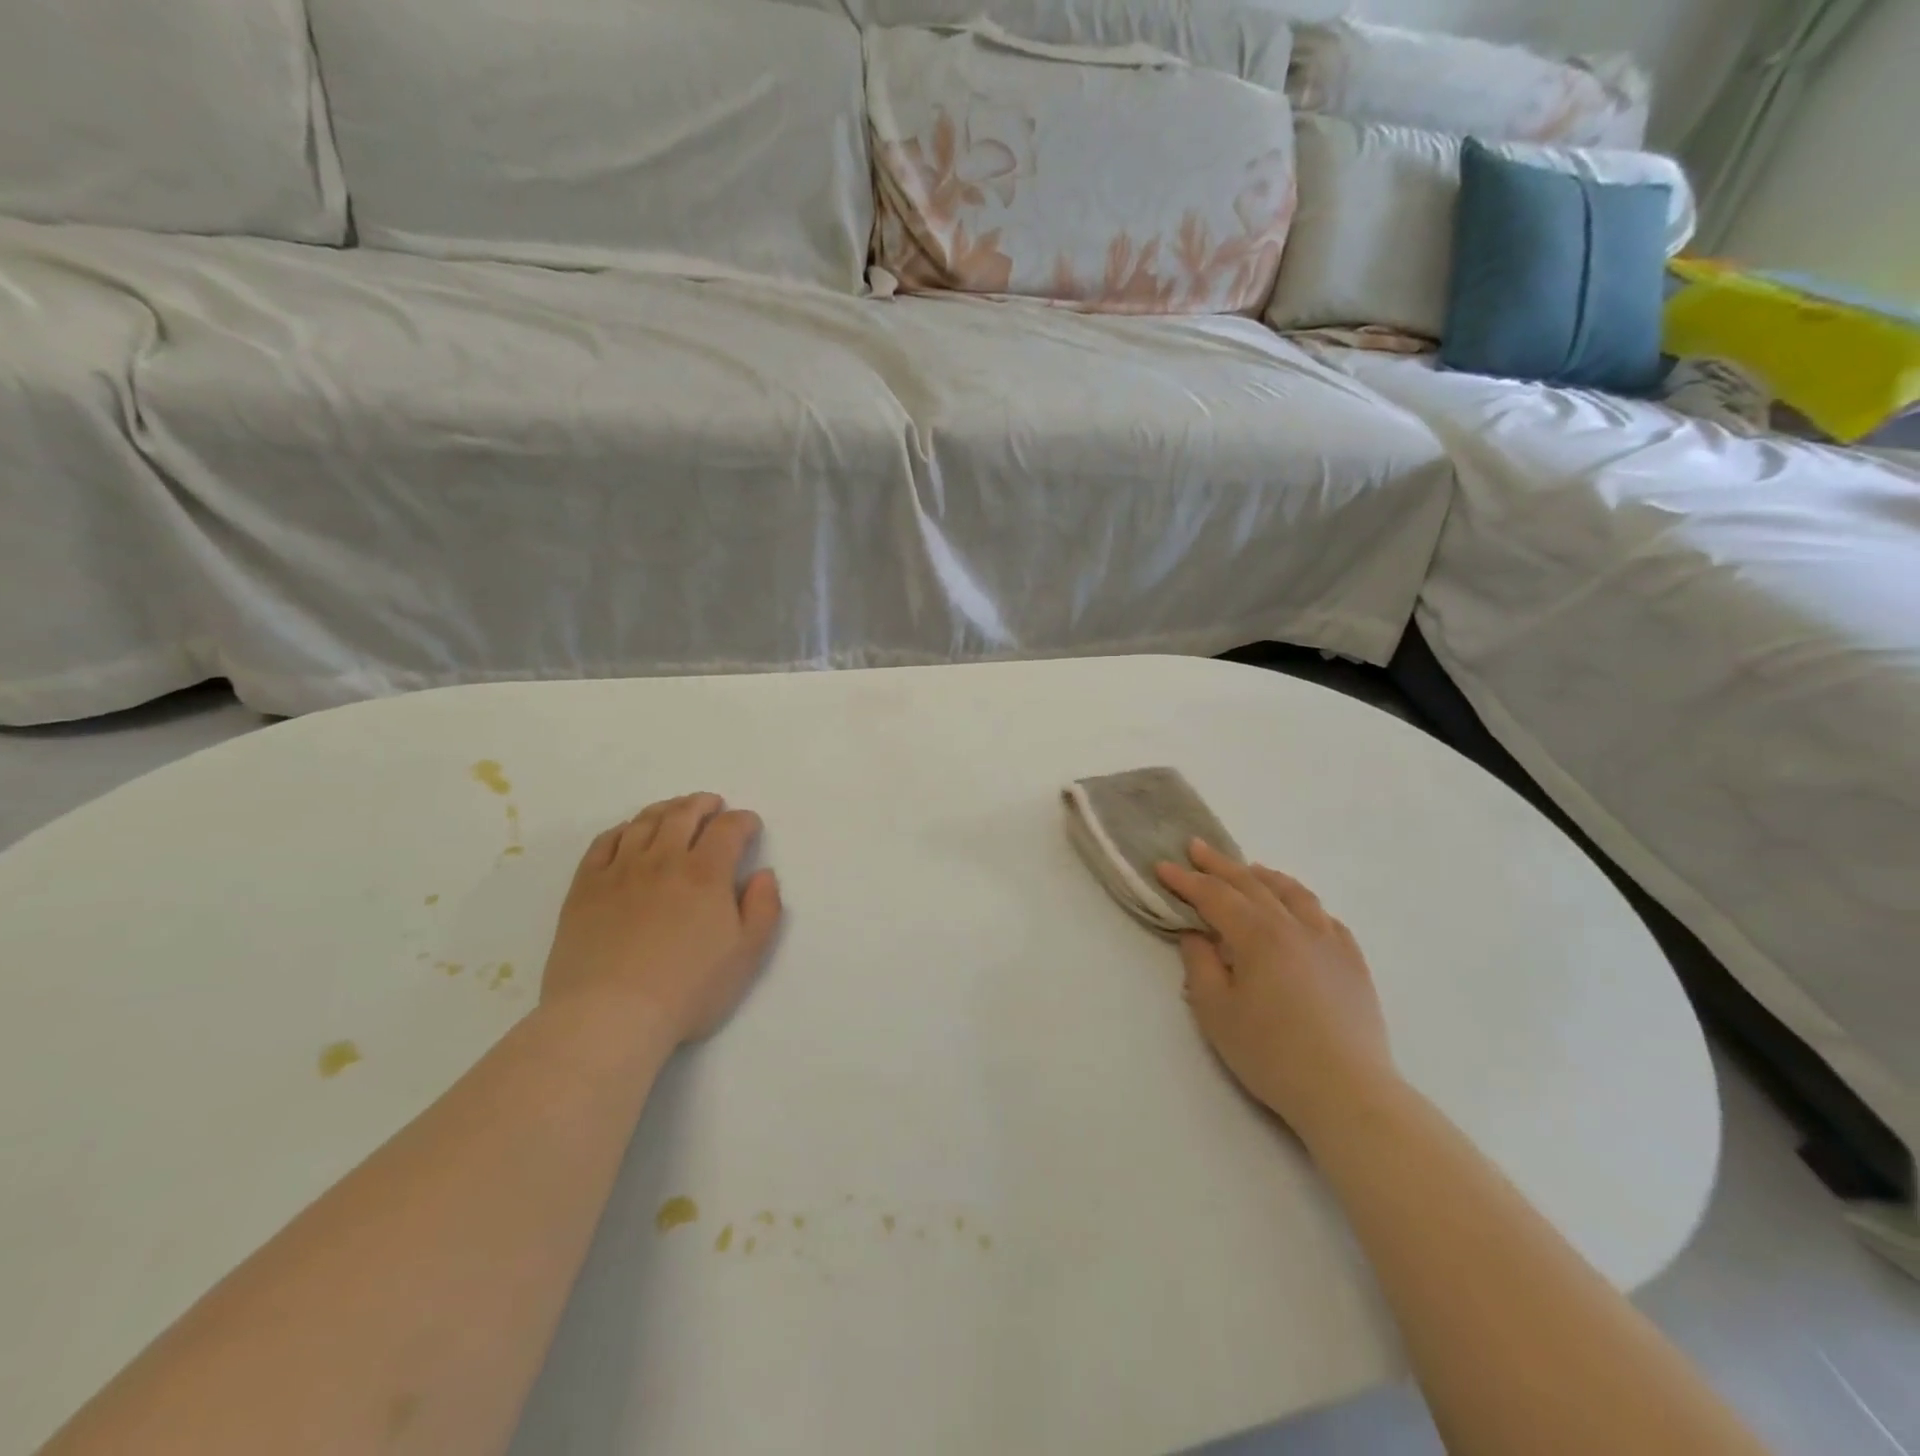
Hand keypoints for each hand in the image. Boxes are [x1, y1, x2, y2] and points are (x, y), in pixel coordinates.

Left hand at [541, 793, 781, 1045]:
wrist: (609, 1016)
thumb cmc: (687, 990)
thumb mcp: (746, 956)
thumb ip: (764, 909)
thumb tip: (763, 875)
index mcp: (706, 873)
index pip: (728, 828)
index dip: (743, 821)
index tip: (750, 826)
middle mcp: (663, 860)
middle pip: (683, 814)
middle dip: (703, 804)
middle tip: (712, 805)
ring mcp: (619, 870)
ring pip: (644, 822)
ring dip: (665, 809)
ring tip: (675, 811)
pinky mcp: (585, 887)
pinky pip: (603, 842)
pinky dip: (622, 830)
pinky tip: (628, 834)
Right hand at [1155, 840, 1395, 1145]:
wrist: (1347, 1092)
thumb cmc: (1270, 1053)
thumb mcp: (1216, 1011)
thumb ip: (1200, 965)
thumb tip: (1196, 935)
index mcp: (1257, 935)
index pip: (1214, 896)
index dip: (1186, 880)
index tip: (1162, 865)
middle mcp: (1294, 926)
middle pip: (1252, 884)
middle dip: (1219, 864)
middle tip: (1196, 847)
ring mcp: (1330, 941)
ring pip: (1294, 894)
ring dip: (1265, 876)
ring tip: (1249, 869)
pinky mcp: (1353, 962)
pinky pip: (1325, 918)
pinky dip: (1304, 904)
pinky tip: (1299, 910)